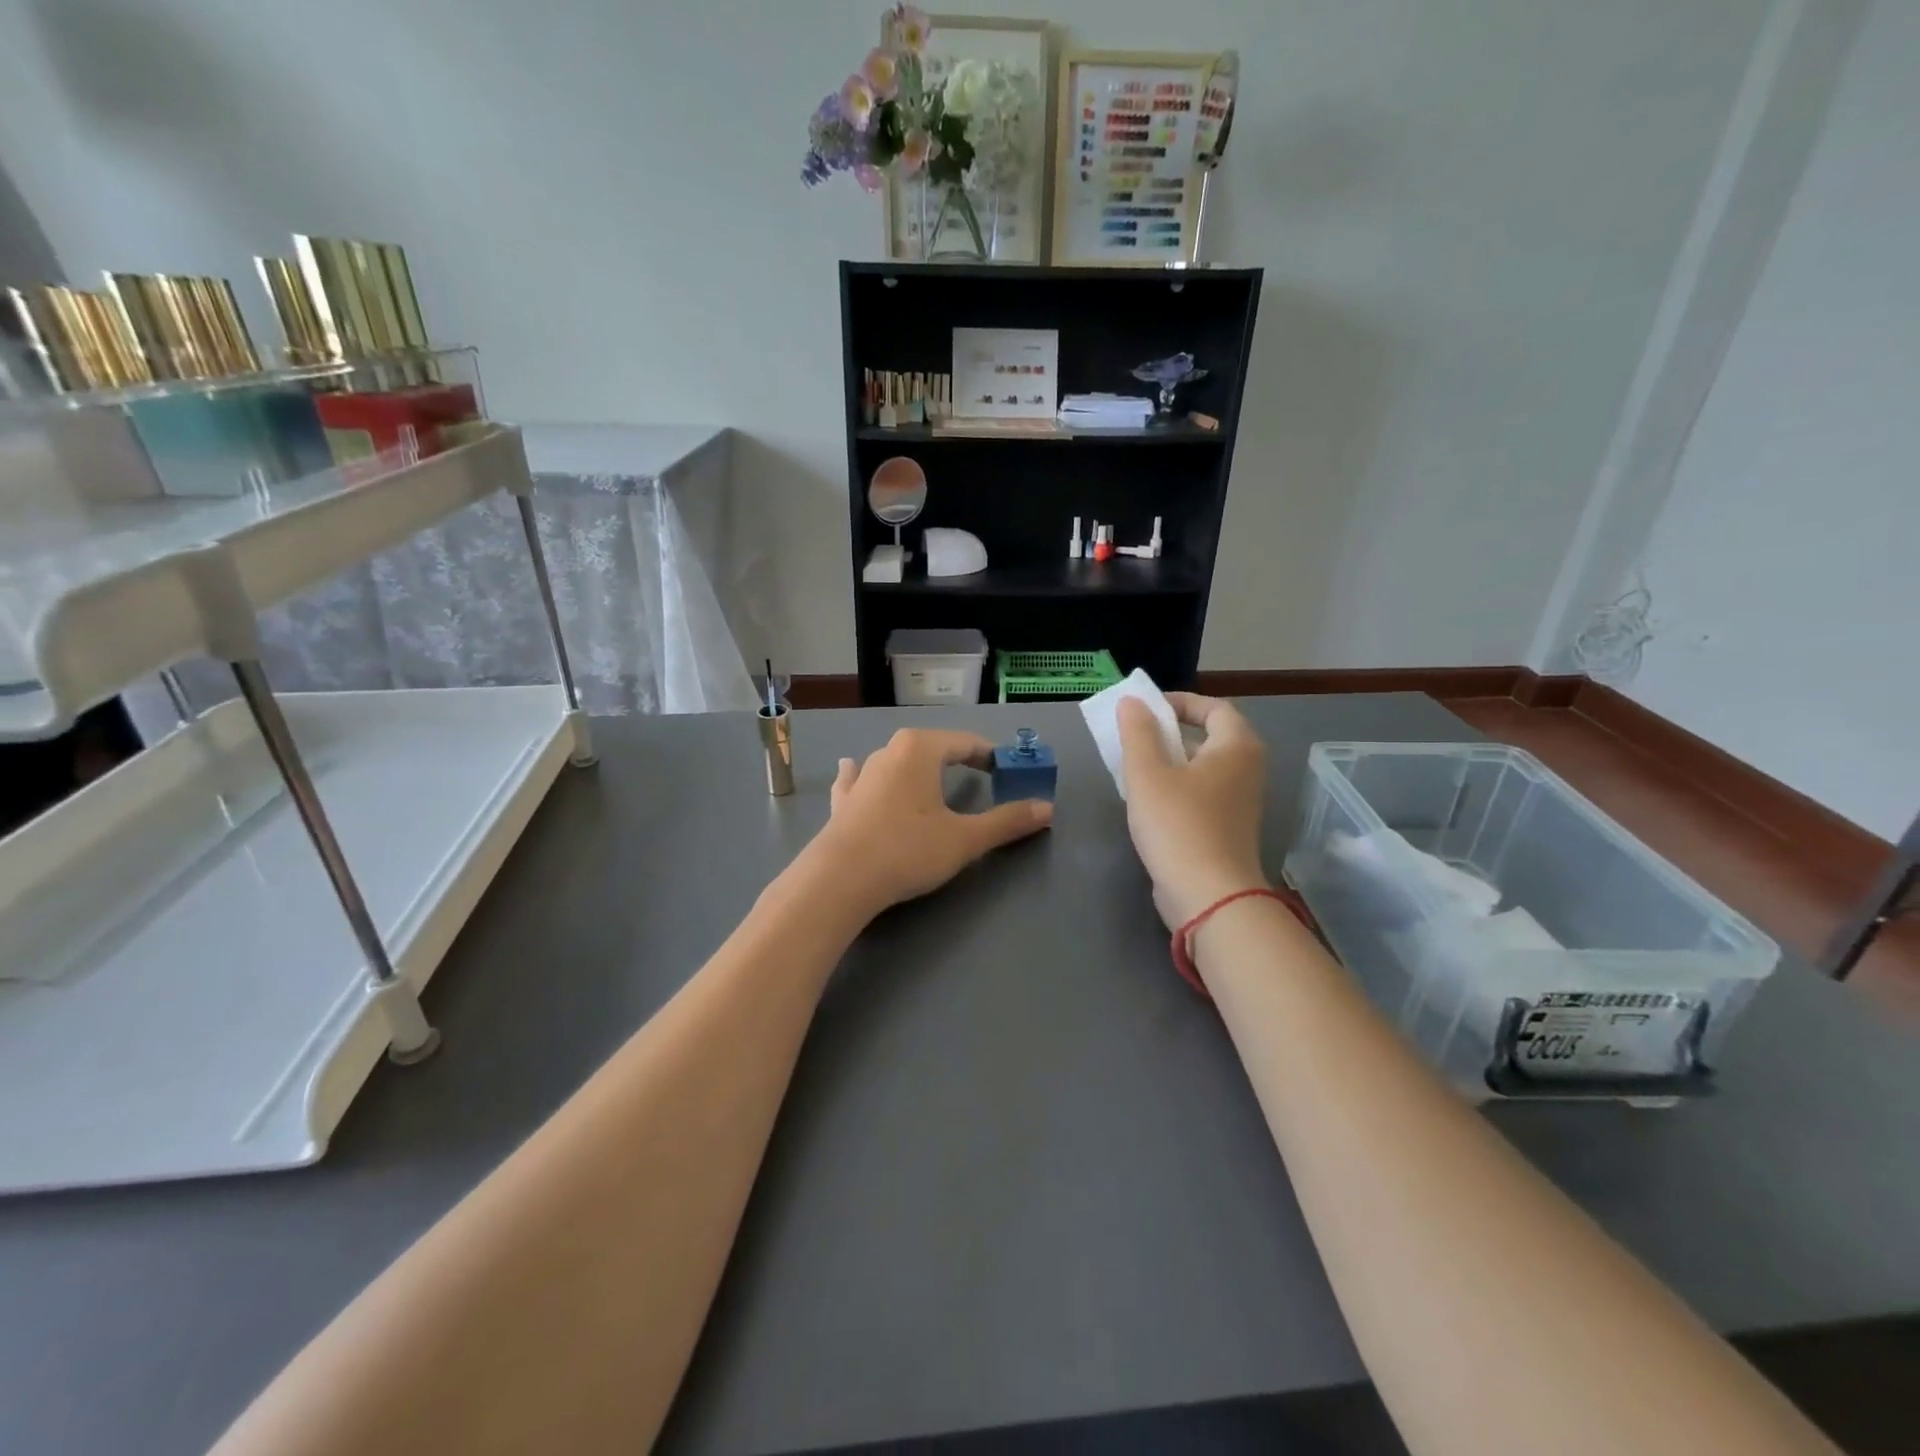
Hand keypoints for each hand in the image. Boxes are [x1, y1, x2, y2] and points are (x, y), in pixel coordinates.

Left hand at [809, 728, 1051, 917]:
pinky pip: (858, 779)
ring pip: (895, 761)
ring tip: (929, 774)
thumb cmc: (908, 850)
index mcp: (920, 749)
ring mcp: (861, 776)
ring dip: (915, 767)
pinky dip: (865, 775)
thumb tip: (1047, 809)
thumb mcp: (965, 839)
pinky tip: (853, 768)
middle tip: (980, 779)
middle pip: (932, 748)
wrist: (839, 879)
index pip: (966, 743)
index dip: (992, 756)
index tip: (1010, 771)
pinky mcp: (842, 801)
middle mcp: (889, 752)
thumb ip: (1006, 822)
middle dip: (957, 760)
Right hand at [1117, 694, 1267, 927]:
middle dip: (1169, 733)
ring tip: (1133, 770)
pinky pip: (1201, 794)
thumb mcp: (1147, 773)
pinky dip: (1177, 789)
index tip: (1144, 710)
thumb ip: (1137, 732)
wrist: (1209, 896)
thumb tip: (1132, 702)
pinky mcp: (1228, 829)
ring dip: (1169, 763)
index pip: (1213, 707)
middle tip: (1134, 739)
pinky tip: (1148, 804)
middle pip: (1209, 737)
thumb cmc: (1178, 825)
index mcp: (1237, 747)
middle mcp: (1247, 769)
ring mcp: (1240, 802)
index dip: (1179, 702)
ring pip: (1202, 768)